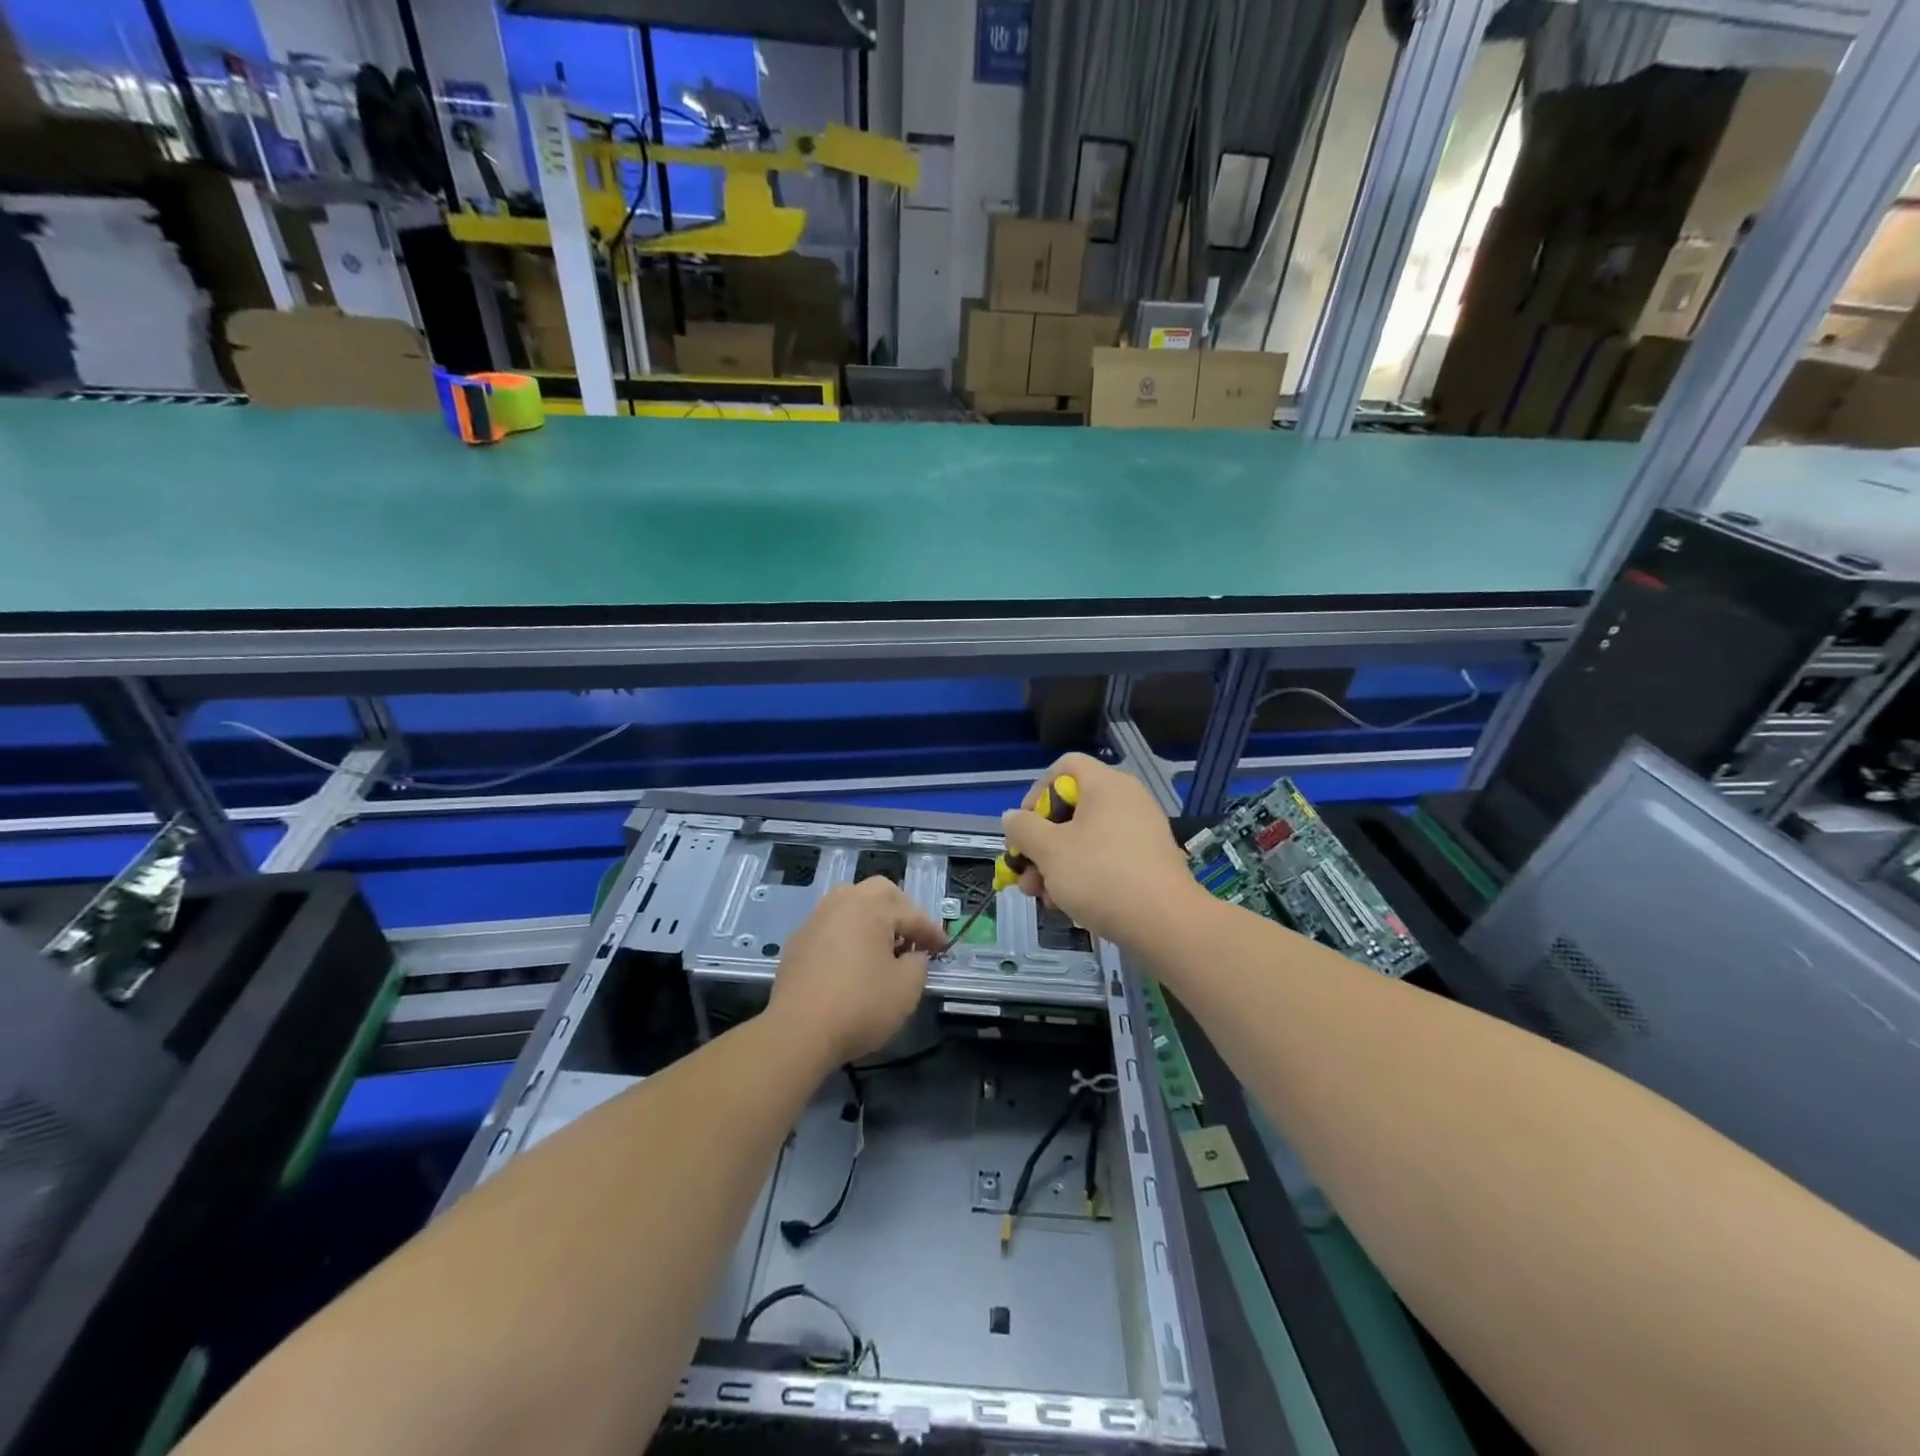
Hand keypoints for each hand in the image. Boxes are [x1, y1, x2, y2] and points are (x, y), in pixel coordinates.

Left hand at [768, 877, 942, 1066]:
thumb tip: (912, 956)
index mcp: (871, 907)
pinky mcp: (797, 942)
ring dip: (871, 918)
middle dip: (901, 909)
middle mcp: (842, 903)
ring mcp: (815, 920)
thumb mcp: (907, 989)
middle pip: (879, 892)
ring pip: (850, 904)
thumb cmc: (860, 1006)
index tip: (944, 949)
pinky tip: (852, 961)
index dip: (932, 932)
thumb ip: (918, 964)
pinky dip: (848, 935)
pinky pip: (831, 926)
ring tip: (883, 946)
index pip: (912, 914)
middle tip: (913, 936)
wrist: (797, 1032)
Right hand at [1002, 753, 1201, 944]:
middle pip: (1071, 809)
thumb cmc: (1101, 876)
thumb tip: (1013, 817)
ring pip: (1085, 840)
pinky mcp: (1149, 862)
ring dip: (1057, 867)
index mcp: (1106, 785)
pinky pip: (1107, 859)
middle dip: (1041, 844)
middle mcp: (1127, 800)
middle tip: (1026, 875)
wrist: (1166, 924)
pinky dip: (1084, 877)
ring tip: (1044, 900)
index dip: (1036, 793)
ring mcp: (1141, 832)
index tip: (1024, 828)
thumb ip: (1023, 829)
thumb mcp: (1049, 851)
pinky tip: (1071, 908)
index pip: (1064, 767)